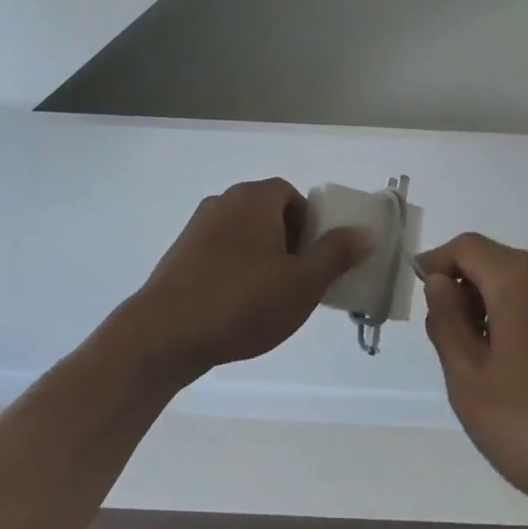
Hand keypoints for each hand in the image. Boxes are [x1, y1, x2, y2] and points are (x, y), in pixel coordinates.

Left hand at [117, 178, 371, 380]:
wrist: (165, 333)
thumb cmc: (243, 301)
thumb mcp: (303, 282)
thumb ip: (336, 254)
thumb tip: (363, 232)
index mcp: (254, 198)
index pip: (291, 195)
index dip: (309, 224)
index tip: (314, 259)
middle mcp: (222, 203)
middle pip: (267, 214)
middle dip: (288, 243)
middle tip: (298, 281)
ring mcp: (195, 229)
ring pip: (243, 236)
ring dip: (261, 260)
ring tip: (269, 299)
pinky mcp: (178, 256)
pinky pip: (219, 255)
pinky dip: (235, 272)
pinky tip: (237, 307)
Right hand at [418, 233, 527, 528]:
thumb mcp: (470, 381)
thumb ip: (447, 322)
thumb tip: (441, 283)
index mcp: (522, 278)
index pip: (466, 247)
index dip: (436, 264)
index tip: (421, 297)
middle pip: (498, 262)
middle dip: (468, 290)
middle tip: (454, 344)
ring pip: (527, 283)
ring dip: (498, 306)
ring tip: (491, 364)